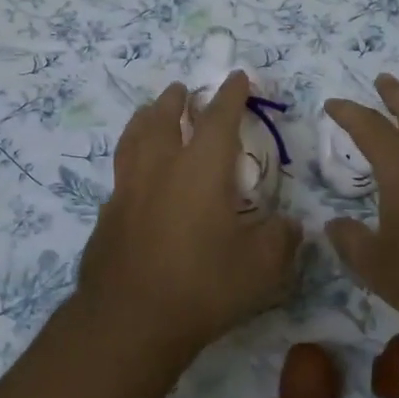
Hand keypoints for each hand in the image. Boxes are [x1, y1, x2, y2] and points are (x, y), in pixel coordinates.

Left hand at [76, 72, 302, 362]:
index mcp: (201, 169)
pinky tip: (134, 174)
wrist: (130, 320)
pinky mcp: (107, 214)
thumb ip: (281, 239)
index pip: (219, 118)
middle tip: (181, 89)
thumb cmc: (203, 286)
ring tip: (149, 111)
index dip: (231, 94)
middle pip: (164, 118)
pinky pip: (120, 173)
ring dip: (145, 118)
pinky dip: (130, 161)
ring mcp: (128, 189)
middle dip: (175, 99)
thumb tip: (291, 225)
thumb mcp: (261, 268)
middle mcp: (161, 167)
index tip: (236, 77)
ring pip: (133, 138)